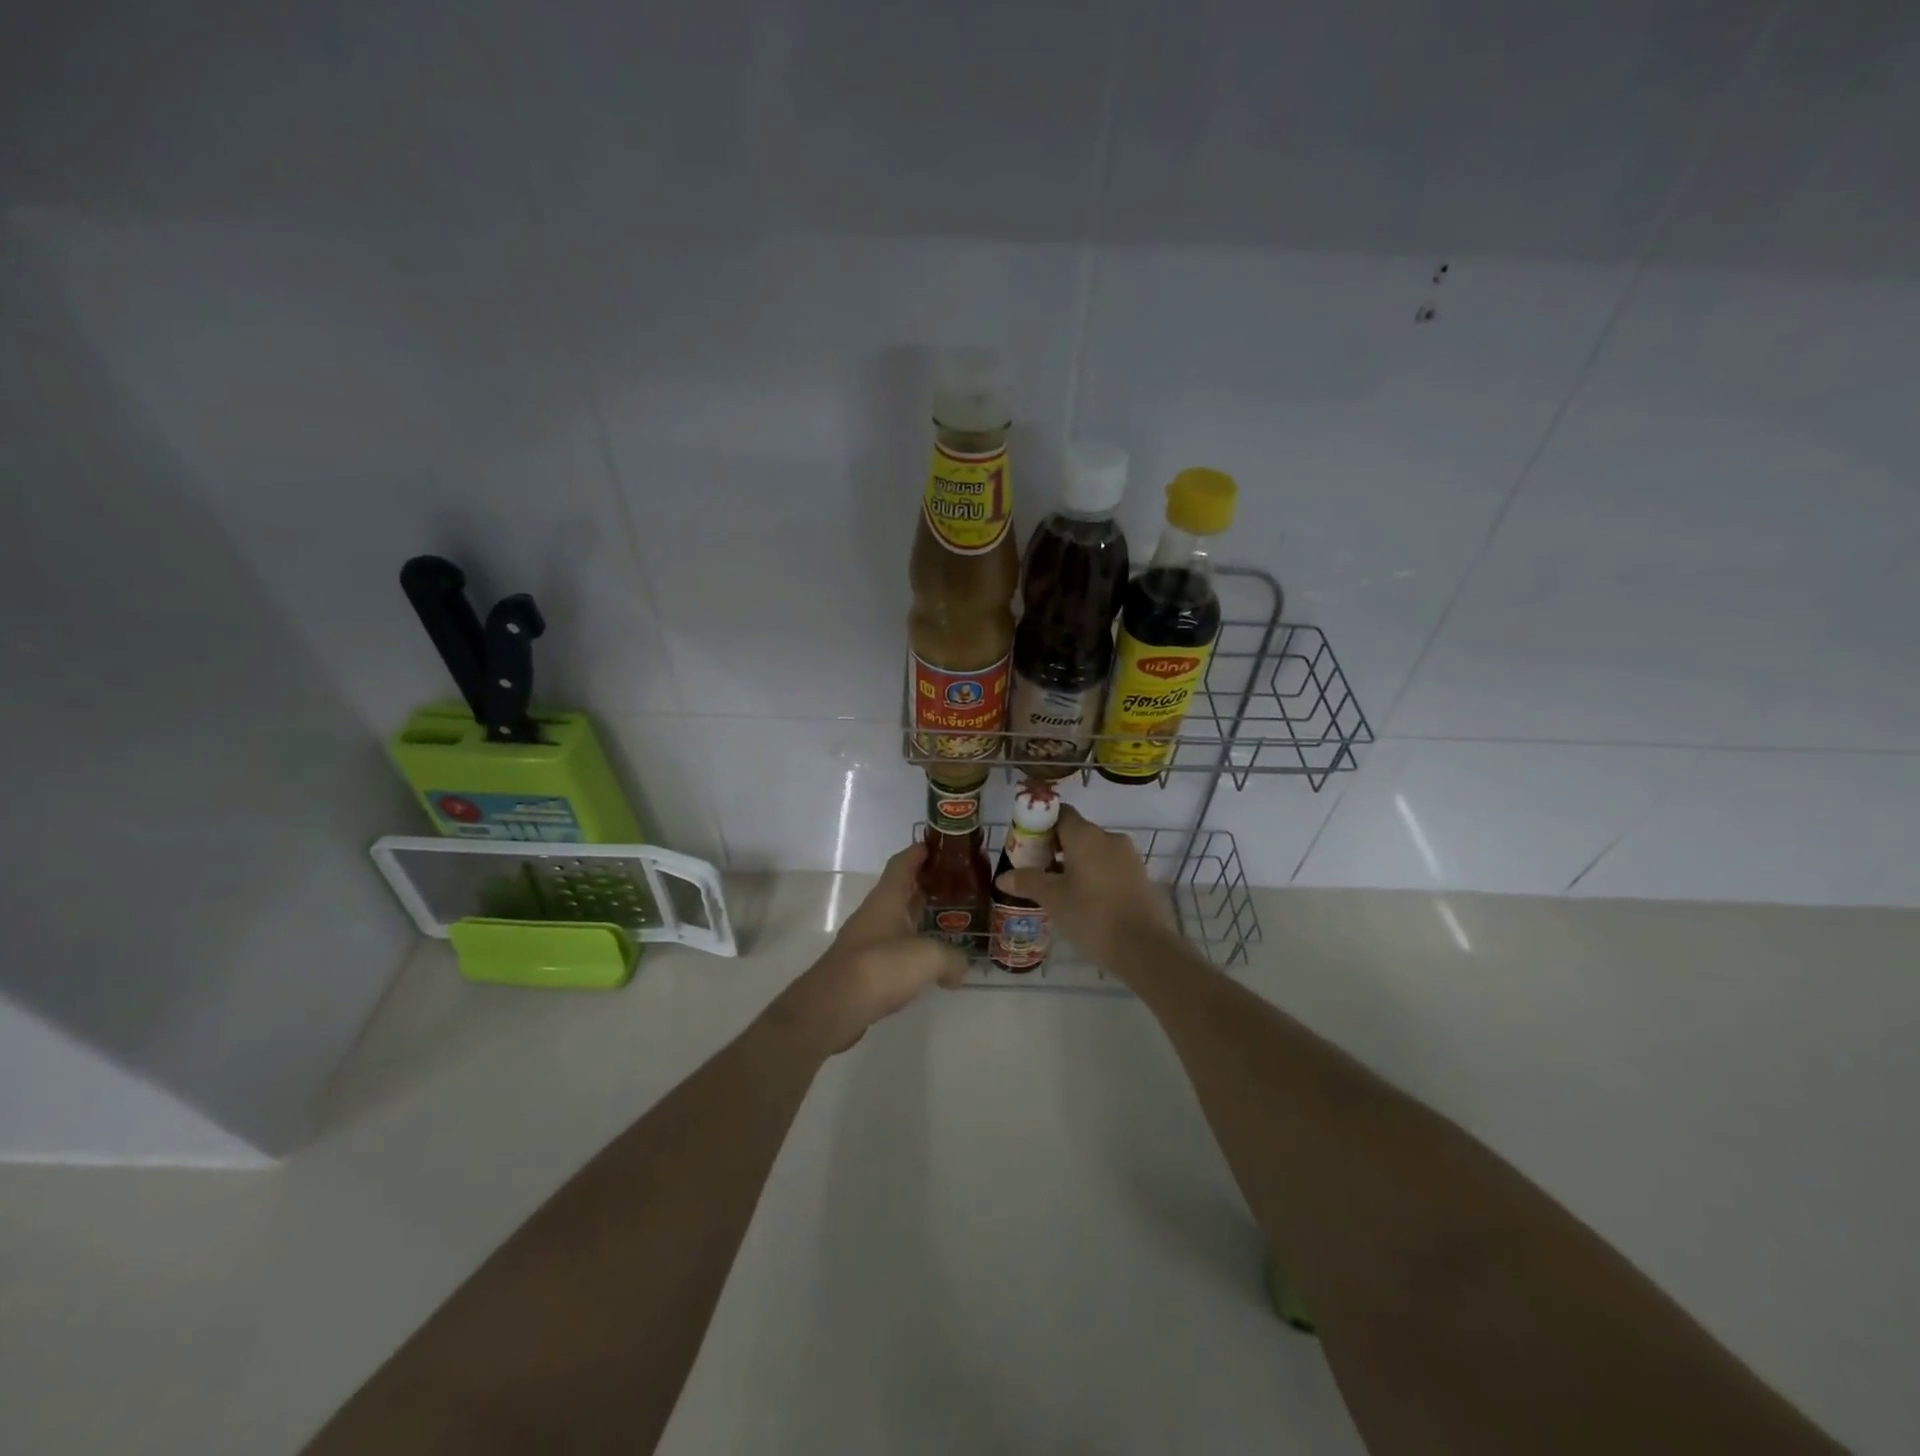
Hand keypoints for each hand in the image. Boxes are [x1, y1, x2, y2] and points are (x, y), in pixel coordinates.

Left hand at [768, 843, 966, 1055]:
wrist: (834, 1006)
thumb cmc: (881, 966)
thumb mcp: (929, 957)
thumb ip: (952, 958)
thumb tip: (961, 968)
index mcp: (887, 899)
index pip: (902, 864)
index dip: (919, 852)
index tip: (938, 845)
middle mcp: (874, 914)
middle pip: (901, 891)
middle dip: (926, 886)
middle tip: (956, 886)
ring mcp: (866, 941)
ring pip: (897, 922)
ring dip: (919, 919)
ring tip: (948, 923)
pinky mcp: (864, 969)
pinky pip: (893, 950)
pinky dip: (911, 951)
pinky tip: (928, 964)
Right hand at [993, 805, 1173, 968]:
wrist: (1144, 947)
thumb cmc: (1092, 916)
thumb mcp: (1053, 899)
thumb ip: (1027, 882)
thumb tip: (1002, 877)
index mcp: (1085, 835)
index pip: (1060, 813)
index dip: (1041, 823)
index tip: (1027, 843)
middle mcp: (1109, 837)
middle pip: (1076, 832)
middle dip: (1055, 846)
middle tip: (1037, 869)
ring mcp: (1128, 856)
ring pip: (1094, 850)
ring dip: (1075, 862)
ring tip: (1058, 888)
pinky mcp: (1140, 876)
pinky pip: (1110, 866)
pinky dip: (1094, 874)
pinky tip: (1084, 899)